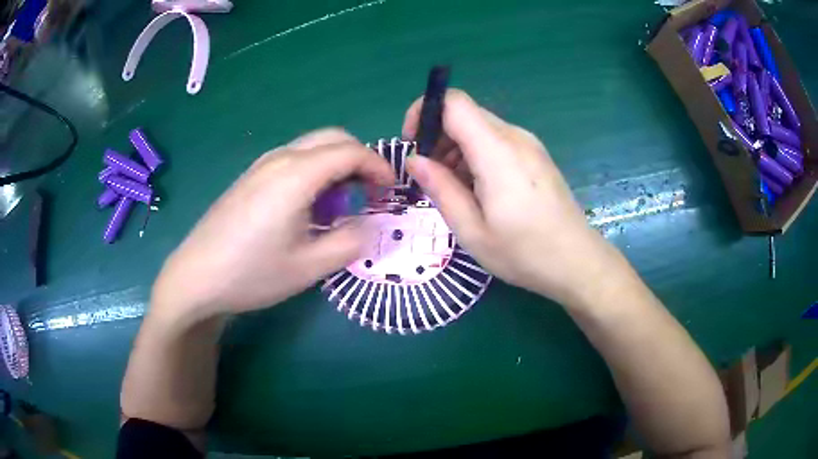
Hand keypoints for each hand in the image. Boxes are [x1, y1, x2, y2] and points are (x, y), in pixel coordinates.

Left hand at [151, 129, 394, 323]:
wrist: (196, 277)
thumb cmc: (252, 273)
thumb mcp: (309, 266)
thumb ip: (351, 241)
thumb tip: (372, 224)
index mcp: (297, 174)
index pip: (351, 151)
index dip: (379, 167)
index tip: (391, 192)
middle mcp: (280, 158)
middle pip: (333, 138)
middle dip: (360, 160)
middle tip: (369, 194)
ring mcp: (261, 165)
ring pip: (312, 147)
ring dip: (336, 166)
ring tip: (338, 206)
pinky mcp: (250, 176)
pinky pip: (292, 160)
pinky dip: (314, 172)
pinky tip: (306, 208)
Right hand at [404, 90, 619, 305]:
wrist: (577, 261)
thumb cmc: (524, 253)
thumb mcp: (472, 231)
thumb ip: (440, 189)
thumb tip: (414, 160)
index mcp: (497, 152)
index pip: (454, 102)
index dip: (425, 111)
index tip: (414, 144)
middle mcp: (515, 137)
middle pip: (465, 113)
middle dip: (438, 137)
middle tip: (432, 177)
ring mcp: (529, 144)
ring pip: (480, 127)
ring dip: (457, 148)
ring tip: (456, 189)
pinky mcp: (536, 154)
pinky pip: (497, 140)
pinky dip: (477, 155)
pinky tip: (480, 190)